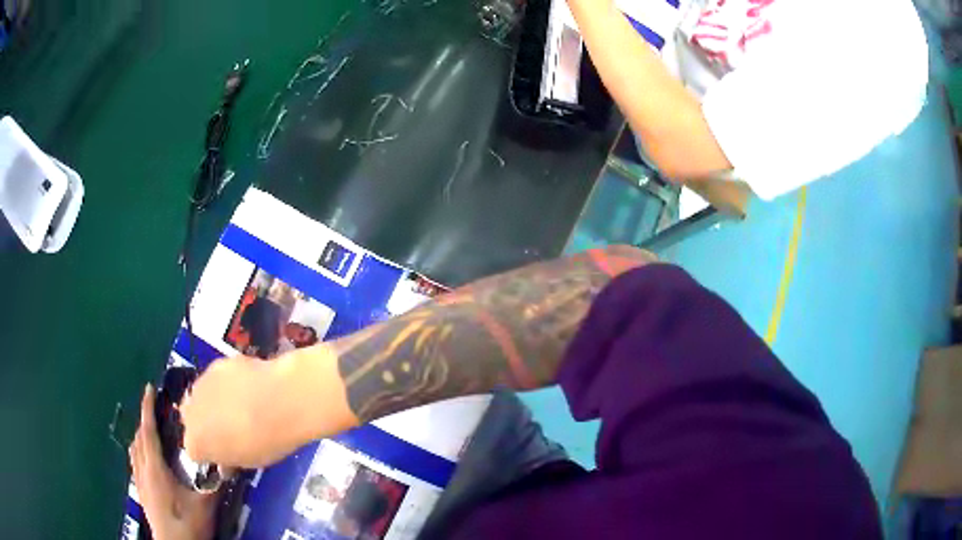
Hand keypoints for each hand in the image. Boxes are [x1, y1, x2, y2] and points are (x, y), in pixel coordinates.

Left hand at [129, 385, 215, 539]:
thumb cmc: (188, 524)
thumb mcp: (205, 505)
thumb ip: (214, 483)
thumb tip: (229, 464)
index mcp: (155, 468)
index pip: (147, 430)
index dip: (147, 408)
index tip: (149, 388)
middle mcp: (142, 470)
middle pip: (138, 437)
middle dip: (144, 420)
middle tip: (155, 411)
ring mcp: (139, 482)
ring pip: (134, 450)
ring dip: (140, 436)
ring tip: (150, 431)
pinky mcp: (140, 493)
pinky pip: (134, 463)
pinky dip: (138, 452)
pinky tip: (147, 460)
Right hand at [180, 351, 355, 467]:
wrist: (282, 400)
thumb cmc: (266, 441)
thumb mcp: (249, 461)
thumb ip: (230, 459)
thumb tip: (226, 462)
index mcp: (196, 444)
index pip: (194, 451)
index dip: (210, 452)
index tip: (225, 452)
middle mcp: (190, 413)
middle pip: (192, 420)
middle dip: (205, 424)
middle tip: (229, 428)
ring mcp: (200, 385)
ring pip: (201, 396)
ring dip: (213, 402)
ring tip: (240, 405)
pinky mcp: (215, 364)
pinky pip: (216, 378)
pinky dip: (226, 383)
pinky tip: (248, 386)